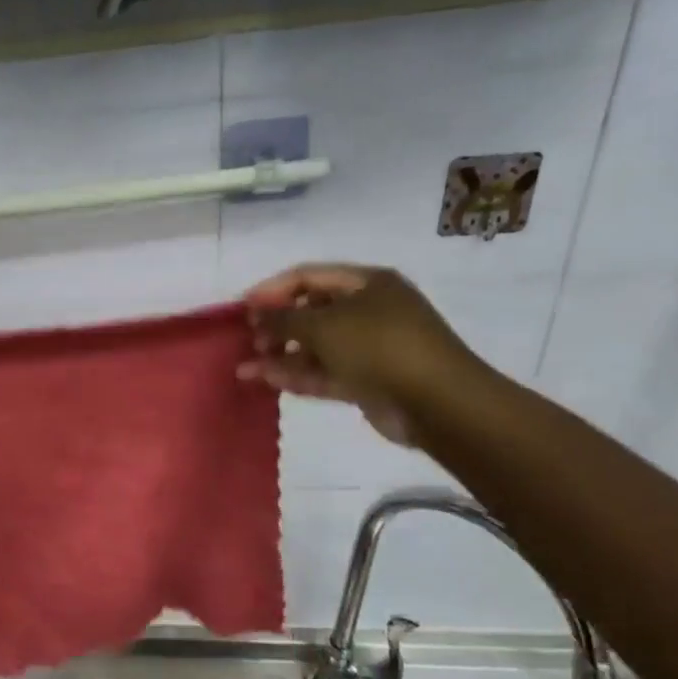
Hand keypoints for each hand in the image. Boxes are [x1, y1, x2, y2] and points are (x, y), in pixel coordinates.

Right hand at [237, 265, 483, 444]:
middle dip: (276, 326)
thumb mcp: (324, 325)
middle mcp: (368, 310)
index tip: (242, 309)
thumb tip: (256, 315)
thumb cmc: (379, 347)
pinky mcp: (365, 379)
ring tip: (244, 368)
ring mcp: (367, 347)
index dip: (271, 289)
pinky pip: (323, 372)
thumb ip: (283, 318)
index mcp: (366, 283)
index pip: (308, 276)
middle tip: (249, 341)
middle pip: (310, 311)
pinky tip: (265, 380)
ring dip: (280, 355)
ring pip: (314, 346)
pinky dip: (296, 375)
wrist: (436, 402)